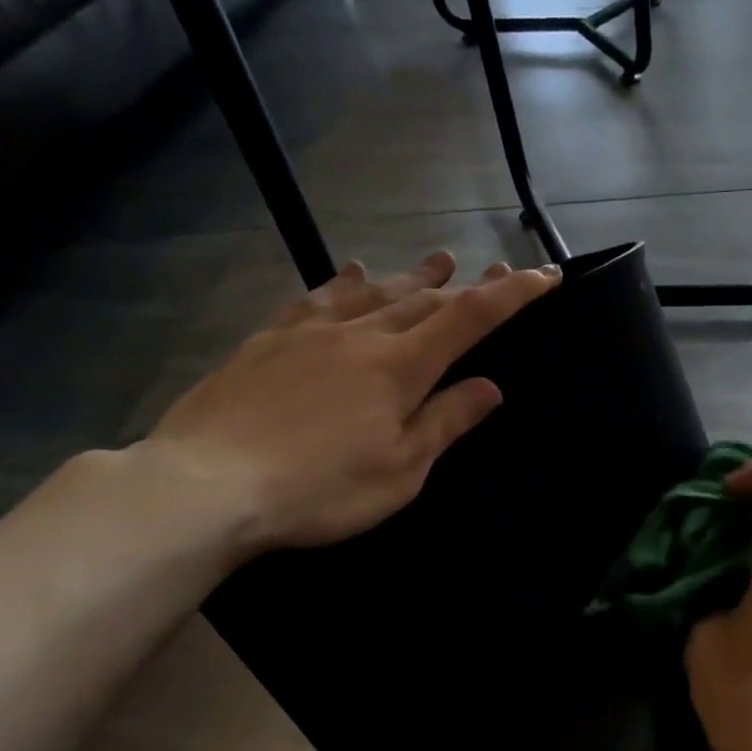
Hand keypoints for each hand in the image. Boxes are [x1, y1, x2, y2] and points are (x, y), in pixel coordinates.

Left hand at [144, 251, 558, 553]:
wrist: (205, 486)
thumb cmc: (320, 489)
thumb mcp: (400, 469)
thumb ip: (445, 422)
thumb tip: (489, 387)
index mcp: (399, 367)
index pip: (469, 319)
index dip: (512, 294)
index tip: (546, 275)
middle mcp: (359, 336)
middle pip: (424, 300)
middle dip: (465, 285)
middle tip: (494, 269)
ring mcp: (308, 333)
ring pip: (372, 293)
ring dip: (411, 277)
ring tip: (437, 261)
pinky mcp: (266, 342)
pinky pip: (315, 300)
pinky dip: (343, 283)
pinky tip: (351, 274)